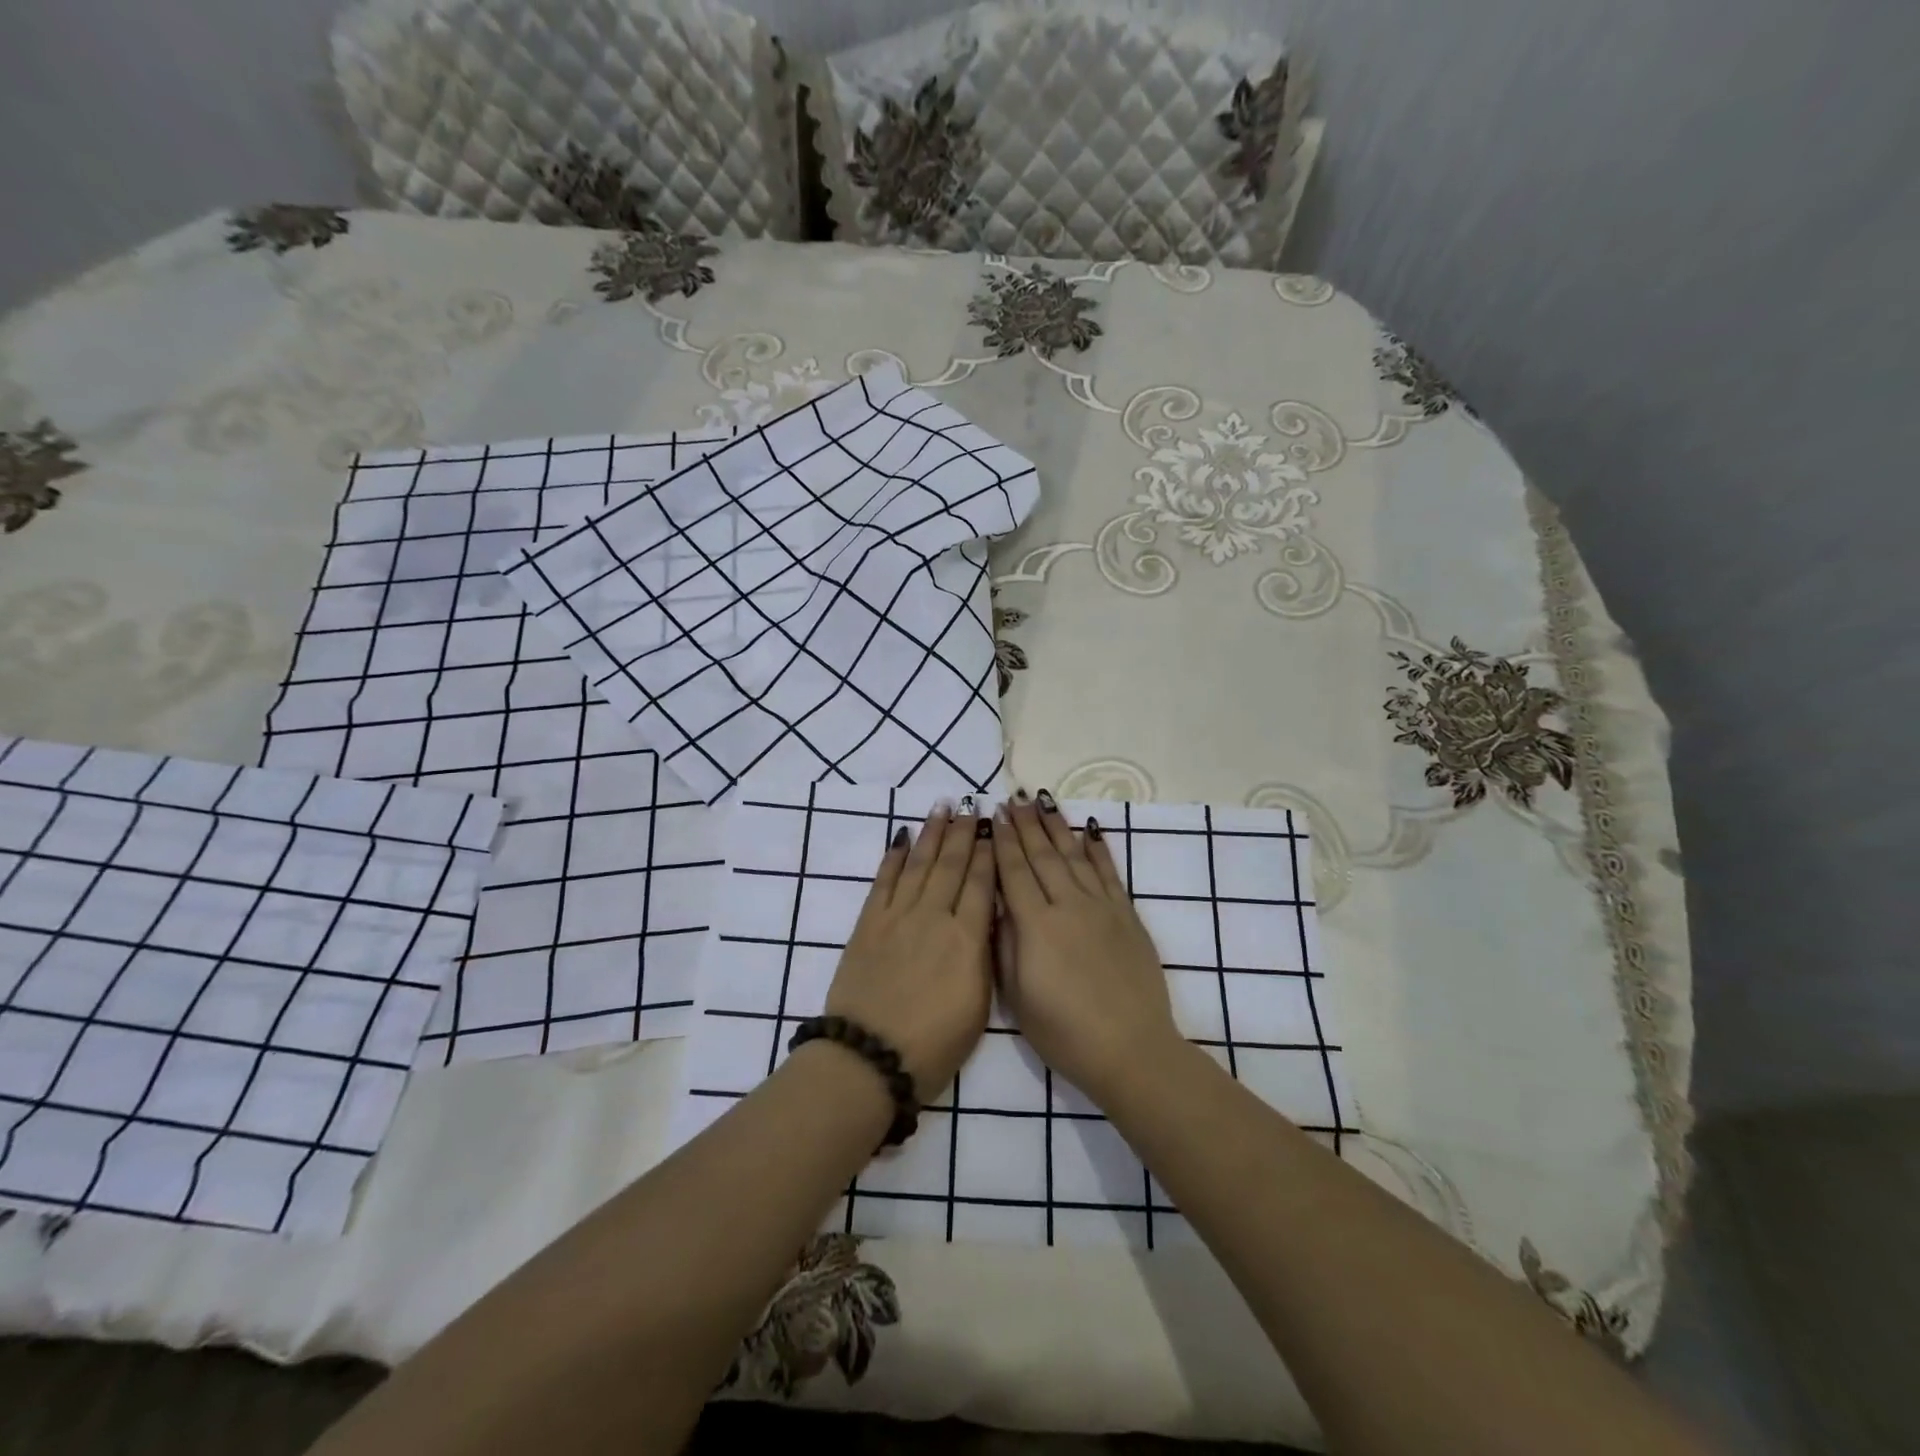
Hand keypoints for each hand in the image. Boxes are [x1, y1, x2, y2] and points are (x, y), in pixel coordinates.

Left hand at [825, 803, 995, 1098]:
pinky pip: (884, 880)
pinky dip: (893, 856)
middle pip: (952, 865)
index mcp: (967, 939)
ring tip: (942, 807)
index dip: (989, 853)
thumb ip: (983, 955)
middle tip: (970, 805)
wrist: (870, 1057)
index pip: (982, 884)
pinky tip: (901, 838)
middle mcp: (934, 917)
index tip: (994, 828)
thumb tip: (986, 918)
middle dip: (963, 832)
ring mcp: (898, 917)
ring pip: (919, 864)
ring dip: (932, 834)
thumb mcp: (978, 1004)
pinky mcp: (869, 924)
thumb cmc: (934, 1045)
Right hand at [991, 793, 1182, 1106]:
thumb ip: (1004, 945)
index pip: (1014, 872)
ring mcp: (1101, 908)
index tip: (995, 814)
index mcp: (1036, 925)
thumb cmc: (1064, 1032)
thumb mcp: (1017, 996)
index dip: (1003, 842)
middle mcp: (1068, 905)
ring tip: (1043, 802)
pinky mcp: (1127, 916)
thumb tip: (997, 905)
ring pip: (1075, 856)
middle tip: (1015, 797)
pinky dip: (1098, 849)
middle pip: (1043, 856)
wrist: (1130, 1049)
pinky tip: (1089, 830)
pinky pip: (1109, 873)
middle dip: (1027, 825)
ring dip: (1057, 827)